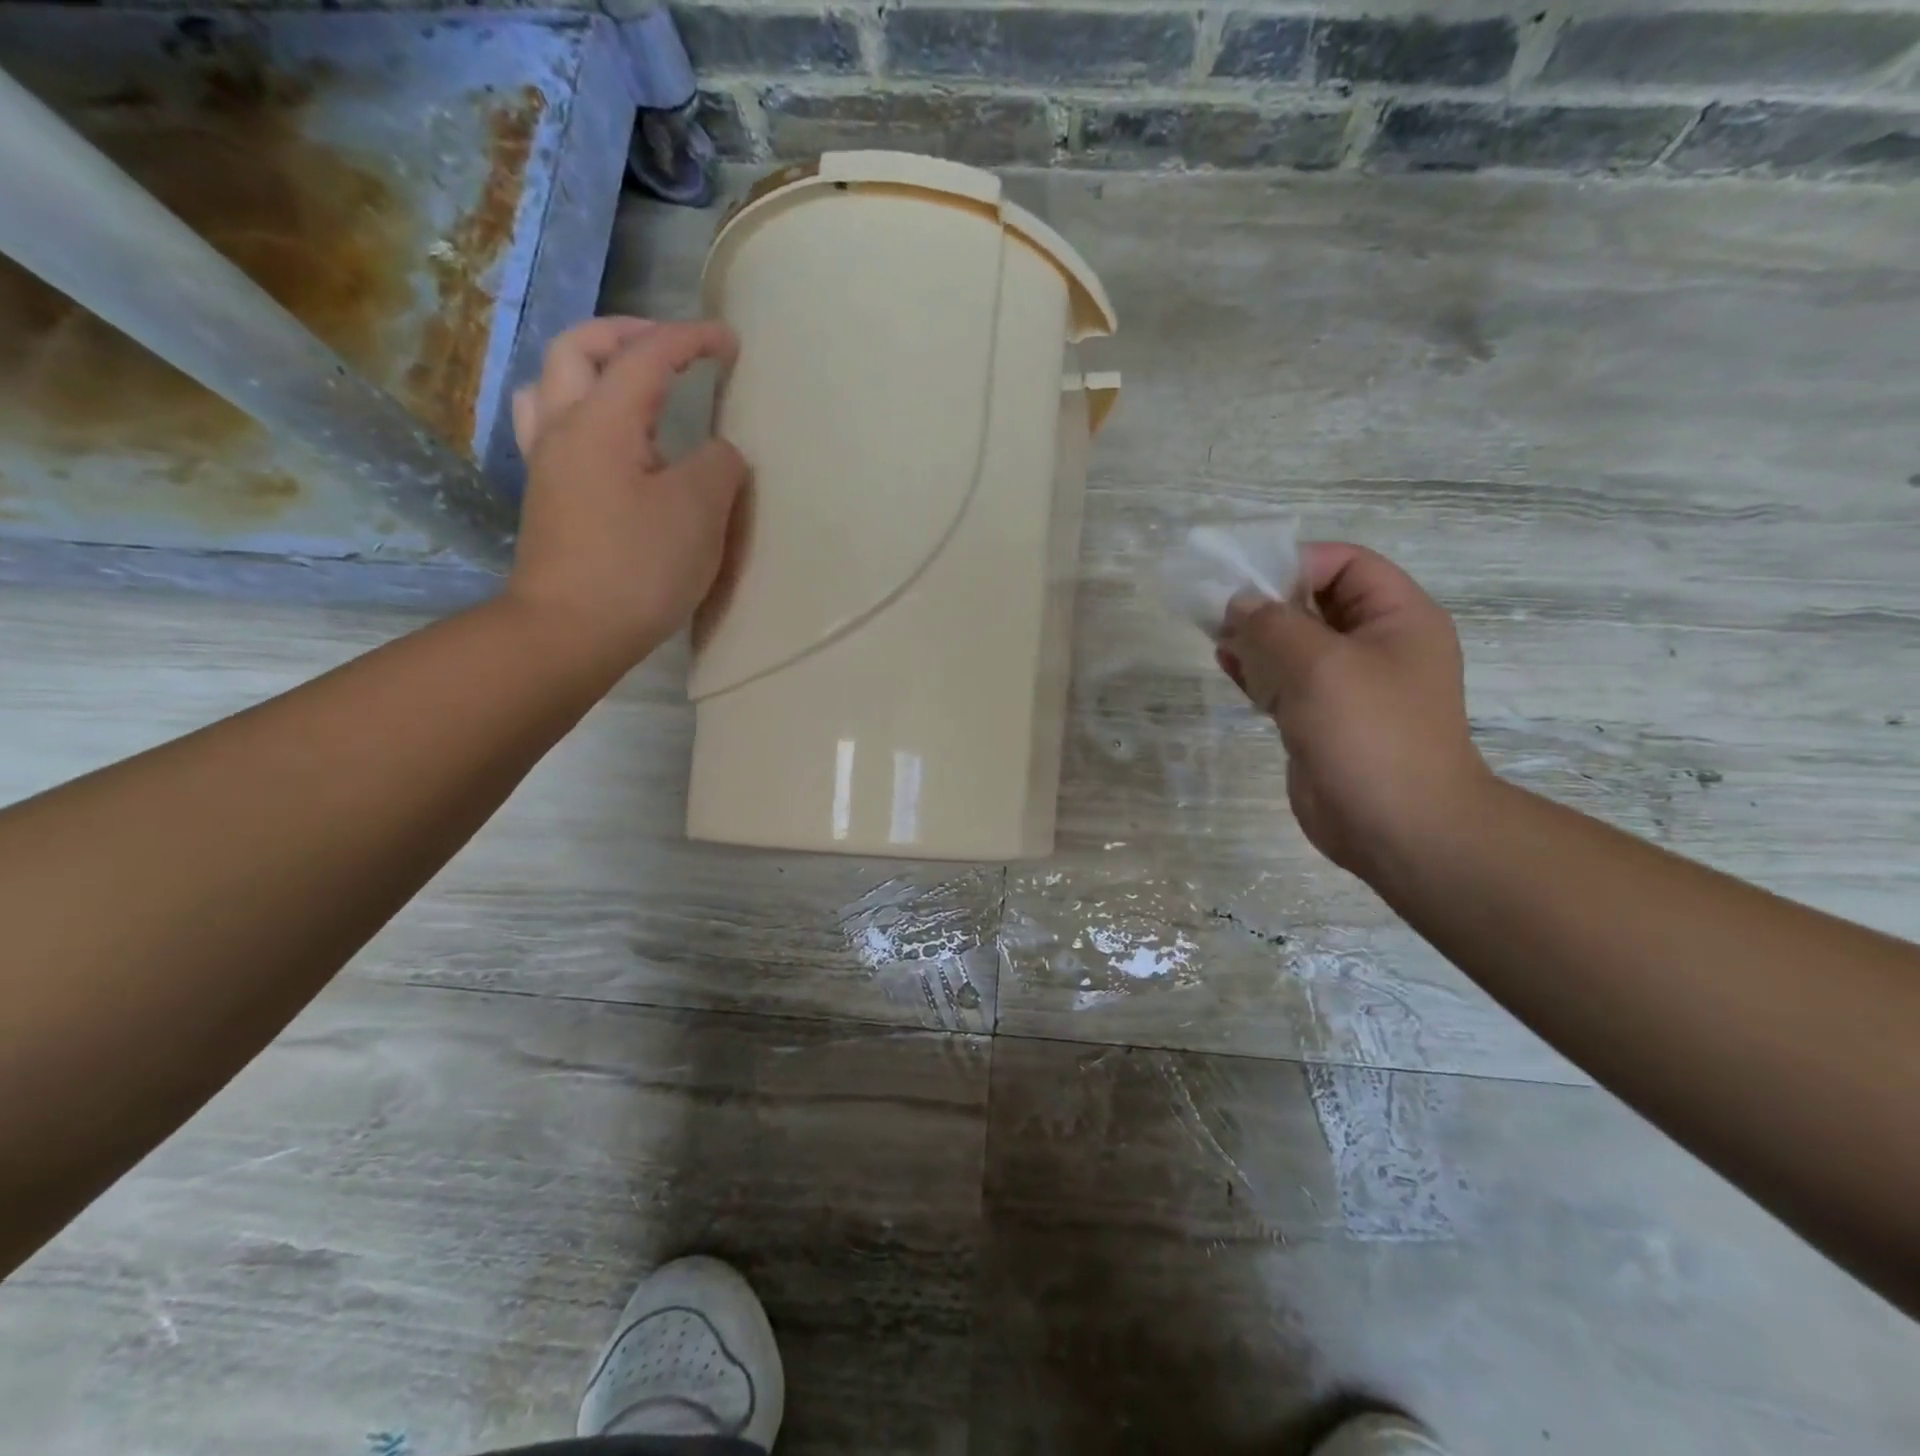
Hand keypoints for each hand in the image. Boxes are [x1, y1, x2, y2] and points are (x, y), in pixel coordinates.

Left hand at [506, 316, 746, 673]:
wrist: (571, 631)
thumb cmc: (639, 567)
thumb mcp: (699, 511)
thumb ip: (719, 465)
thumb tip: (718, 454)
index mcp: (602, 421)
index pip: (647, 356)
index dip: (691, 339)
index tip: (730, 341)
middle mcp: (563, 427)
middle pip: (580, 349)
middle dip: (629, 334)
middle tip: (673, 347)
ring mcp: (547, 463)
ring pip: (553, 384)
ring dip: (593, 367)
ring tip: (632, 386)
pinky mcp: (547, 497)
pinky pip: (553, 426)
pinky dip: (582, 411)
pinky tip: (610, 442)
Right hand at [1217, 542, 1493, 885]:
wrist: (1397, 828)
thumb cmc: (1369, 733)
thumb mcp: (1319, 665)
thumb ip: (1273, 624)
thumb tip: (1240, 604)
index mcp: (1397, 618)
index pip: (1345, 564)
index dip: (1295, 563)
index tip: (1245, 581)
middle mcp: (1375, 645)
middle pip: (1315, 602)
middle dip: (1267, 601)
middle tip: (1220, 610)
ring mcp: (1348, 686)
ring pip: (1295, 644)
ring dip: (1256, 636)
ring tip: (1217, 635)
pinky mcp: (1322, 720)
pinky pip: (1285, 682)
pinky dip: (1256, 670)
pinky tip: (1227, 664)